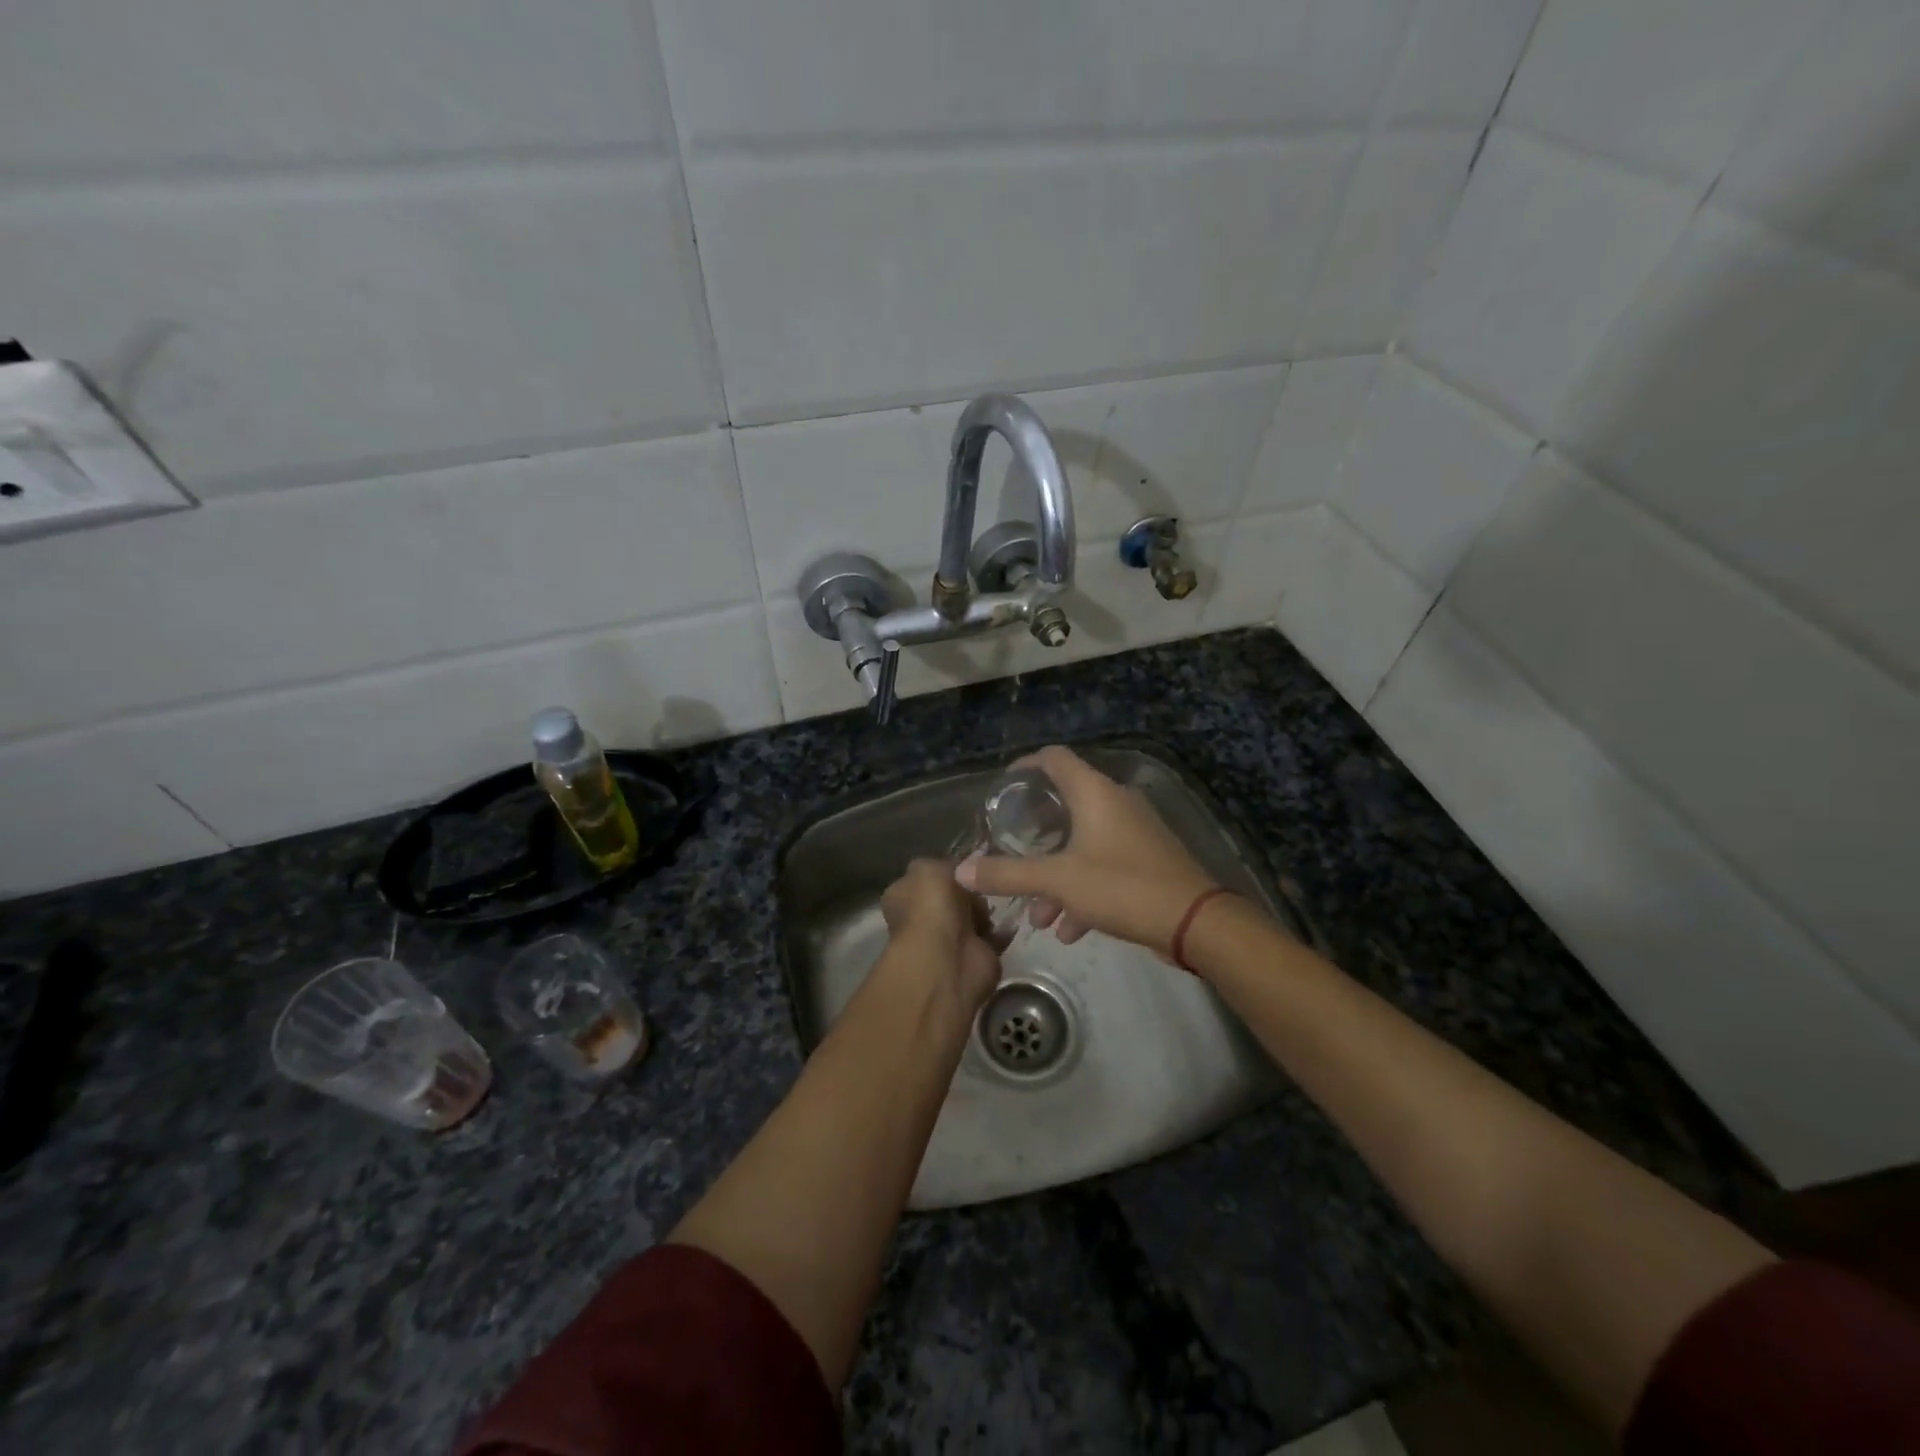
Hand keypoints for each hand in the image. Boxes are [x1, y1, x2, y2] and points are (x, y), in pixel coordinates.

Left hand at [879, 859, 1002, 1013]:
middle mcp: (922, 918)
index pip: (926, 878)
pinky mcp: (974, 956)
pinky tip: (1010, 918)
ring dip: (987, 910)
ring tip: (1000, 898)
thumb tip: (956, 871)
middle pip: (953, 897)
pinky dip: (1003, 931)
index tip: (969, 865)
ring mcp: (948, 939)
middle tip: (987, 882)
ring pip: (973, 916)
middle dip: (971, 891)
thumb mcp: (928, 867)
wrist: (948, 957)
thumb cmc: (931, 906)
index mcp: (903, 895)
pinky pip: (992, 937)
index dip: (947, 871)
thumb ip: (942, 864)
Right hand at [955, 746, 1218, 957]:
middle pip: (1065, 803)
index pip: (1054, 758)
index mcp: (1094, 793)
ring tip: (1038, 915)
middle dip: (1035, 835)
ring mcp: (1135, 831)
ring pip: (1083, 843)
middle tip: (1010, 852)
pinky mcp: (1147, 859)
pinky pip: (1104, 864)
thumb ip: (1009, 874)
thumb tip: (962, 871)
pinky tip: (1070, 929)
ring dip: (1056, 874)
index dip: (1025, 766)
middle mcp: (1115, 802)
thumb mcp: (1058, 881)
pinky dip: (1082, 888)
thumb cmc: (1122, 887)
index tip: (1002, 787)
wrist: (1194, 922)